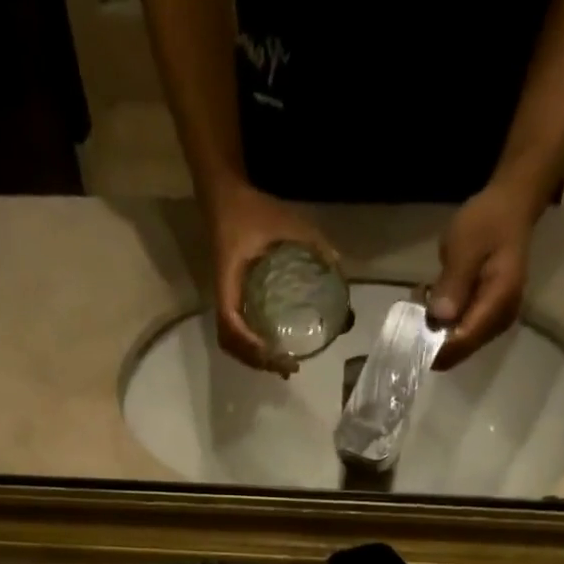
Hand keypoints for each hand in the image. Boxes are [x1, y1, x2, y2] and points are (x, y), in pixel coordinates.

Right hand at [207, 183, 340, 375]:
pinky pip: (234, 333)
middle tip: (285, 367)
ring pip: (230, 342)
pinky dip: (249, 348)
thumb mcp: (286, 221)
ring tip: (278, 365)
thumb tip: (339, 267)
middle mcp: (223, 295)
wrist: (224, 196)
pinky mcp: (230, 298)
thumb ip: (314, 242)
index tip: (271, 351)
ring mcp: (225, 299)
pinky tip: (268, 351)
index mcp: (229, 280)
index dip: (248, 343)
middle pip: (230, 342)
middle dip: (255, 359)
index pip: (230, 321)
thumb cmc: (252, 210)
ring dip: (252, 359)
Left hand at [428, 183, 538, 369]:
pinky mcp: (485, 319)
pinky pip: (458, 332)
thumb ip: (454, 283)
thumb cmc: (487, 221)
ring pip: (455, 344)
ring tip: (423, 295)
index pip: (463, 342)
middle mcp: (499, 321)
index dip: (433, 347)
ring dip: (433, 328)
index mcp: (499, 303)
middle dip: (431, 336)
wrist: (510, 207)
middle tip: (415, 304)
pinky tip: (433, 297)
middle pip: (458, 349)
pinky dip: (441, 321)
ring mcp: (493, 323)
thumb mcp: (465, 245)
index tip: (409, 331)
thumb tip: (440, 318)